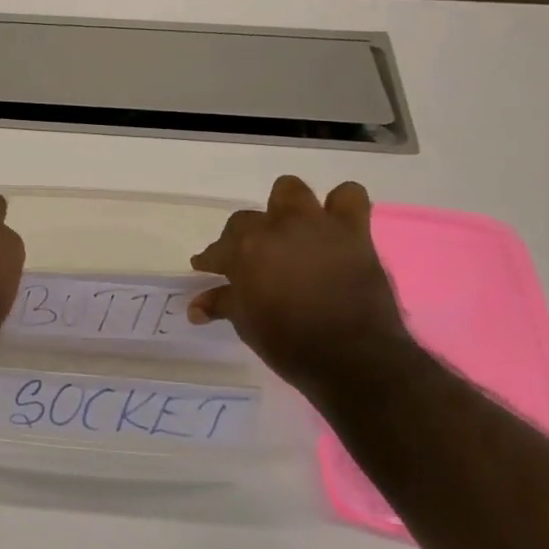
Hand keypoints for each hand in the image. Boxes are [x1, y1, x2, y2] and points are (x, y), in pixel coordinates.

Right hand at [188, 176, 415, 393]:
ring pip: (291, 191)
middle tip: (252, 260)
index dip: (212, 260)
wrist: (352, 357)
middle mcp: (276, 228)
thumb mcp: (246, 324)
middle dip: (245, 237)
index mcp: (244, 250)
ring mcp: (315, 225)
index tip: (209, 270)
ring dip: (287, 208)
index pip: (218, 248)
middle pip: (248, 219)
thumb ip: (222, 304)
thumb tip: (196, 306)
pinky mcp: (352, 232)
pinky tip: (334, 226)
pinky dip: (340, 206)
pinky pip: (349, 197)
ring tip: (291, 232)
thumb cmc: (289, 343)